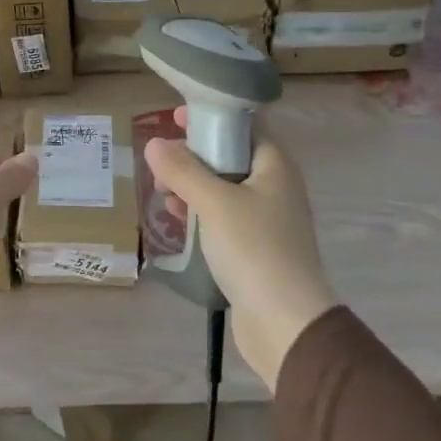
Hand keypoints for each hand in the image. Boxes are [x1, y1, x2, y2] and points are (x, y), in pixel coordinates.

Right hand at [142, 107, 337, 389]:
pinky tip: (176, 217)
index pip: (245, 125)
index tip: (177, 118)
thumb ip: (183, 171)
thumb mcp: (214, 203)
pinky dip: (200, 213)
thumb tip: (154, 144)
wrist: (286, 323)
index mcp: (275, 166)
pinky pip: (223, 219)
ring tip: (161, 188)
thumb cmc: (254, 249)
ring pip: (224, 189)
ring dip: (193, 185)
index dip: (212, 117)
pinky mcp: (255, 249)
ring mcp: (266, 220)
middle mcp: (275, 187)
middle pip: (231, 156)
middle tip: (162, 157)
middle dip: (195, 154)